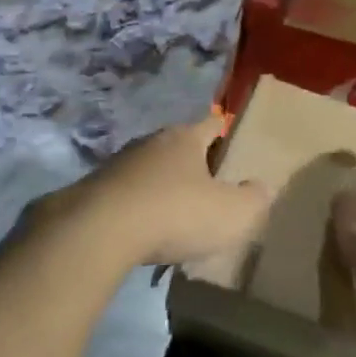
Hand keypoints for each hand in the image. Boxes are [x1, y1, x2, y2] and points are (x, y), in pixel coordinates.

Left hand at [58, 113, 271, 267]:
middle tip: (210, 188)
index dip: (226, 133)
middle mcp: (150, 142)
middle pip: (179, 146)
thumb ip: (254, 199)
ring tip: (176, 214)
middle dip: (194, 164)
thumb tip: (262, 187)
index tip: (235, 147)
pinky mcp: (93, 191)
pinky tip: (144, 231)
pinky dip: (138, 208)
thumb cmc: (175, 213)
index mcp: (185, 138)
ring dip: (162, 187)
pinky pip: (126, 195)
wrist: (98, 232)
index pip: (212, 124)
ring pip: (149, 170)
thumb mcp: (232, 213)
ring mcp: (117, 165)